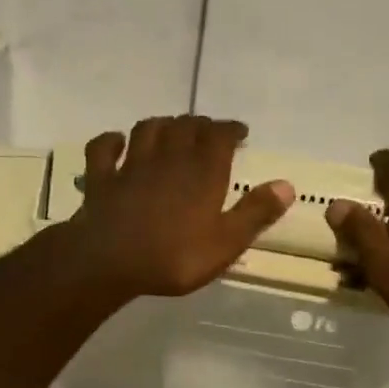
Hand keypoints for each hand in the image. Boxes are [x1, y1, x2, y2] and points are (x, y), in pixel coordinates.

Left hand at [64, 115, 293, 298]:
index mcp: (202, 172)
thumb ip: (255, 213)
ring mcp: (131, 166)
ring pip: (148, 129)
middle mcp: (168, 158)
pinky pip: (103, 149)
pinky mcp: (101, 179)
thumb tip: (287, 185)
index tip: (240, 132)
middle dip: (200, 125)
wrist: (109, 263)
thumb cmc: (174, 257)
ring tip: (171, 131)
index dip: (231, 129)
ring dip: (162, 125)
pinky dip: (111, 141)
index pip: (220, 136)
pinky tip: (117, 142)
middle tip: (208, 132)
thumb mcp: (225, 243)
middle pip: (185, 126)